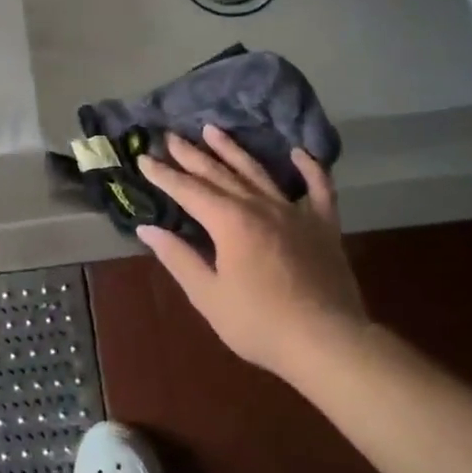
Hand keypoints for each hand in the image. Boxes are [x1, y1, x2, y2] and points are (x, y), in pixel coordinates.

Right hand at [137, 127, 368, 381]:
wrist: (328, 342)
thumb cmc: (260, 323)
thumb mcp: (208, 295)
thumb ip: (178, 258)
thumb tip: (148, 229)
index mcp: (229, 222)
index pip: (188, 190)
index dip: (163, 175)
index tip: (143, 158)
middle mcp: (259, 206)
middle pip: (219, 174)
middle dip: (191, 155)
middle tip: (170, 136)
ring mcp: (294, 213)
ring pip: (258, 172)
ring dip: (233, 150)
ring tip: (213, 130)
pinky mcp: (323, 226)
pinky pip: (318, 188)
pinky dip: (309, 168)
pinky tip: (298, 152)